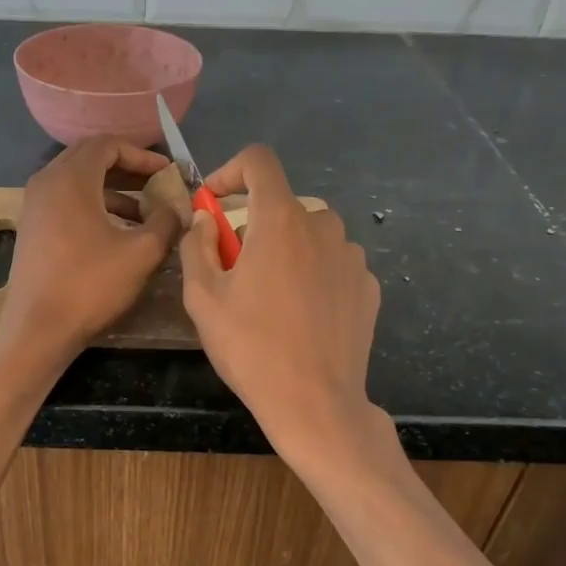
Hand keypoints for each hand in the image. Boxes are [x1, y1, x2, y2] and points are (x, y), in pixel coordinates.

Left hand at [0, 136, 183, 365]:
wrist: (38, 329)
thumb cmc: (90, 285)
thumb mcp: (141, 253)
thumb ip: (166, 222)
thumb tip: (177, 208)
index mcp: (70, 178)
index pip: (107, 144)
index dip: (142, 155)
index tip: (167, 172)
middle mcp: (47, 182)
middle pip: (90, 158)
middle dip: (127, 169)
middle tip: (157, 185)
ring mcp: (35, 206)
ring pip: (79, 182)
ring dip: (113, 191)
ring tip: (145, 214)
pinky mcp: (33, 228)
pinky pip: (67, 202)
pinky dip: (94, 207)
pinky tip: (118, 232)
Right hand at [179, 146, 382, 467]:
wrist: (315, 403)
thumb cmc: (251, 347)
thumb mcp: (203, 297)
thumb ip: (197, 245)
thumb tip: (205, 219)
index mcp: (281, 221)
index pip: (259, 161)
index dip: (230, 172)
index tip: (214, 204)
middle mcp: (324, 226)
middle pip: (282, 205)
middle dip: (254, 227)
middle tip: (236, 270)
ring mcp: (352, 257)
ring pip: (310, 235)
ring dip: (286, 250)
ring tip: (271, 297)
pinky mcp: (369, 286)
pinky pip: (333, 264)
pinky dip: (313, 274)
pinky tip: (303, 315)